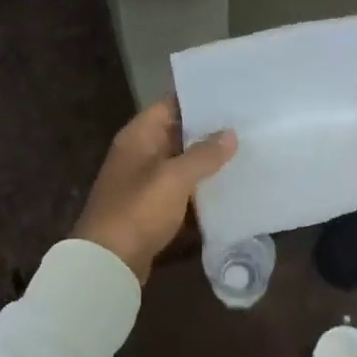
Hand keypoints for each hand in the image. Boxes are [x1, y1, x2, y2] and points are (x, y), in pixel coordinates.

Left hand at [72, 100, 236, 283]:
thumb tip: (230, 134)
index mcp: (138, 135)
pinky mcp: (151, 206)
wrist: (109, 261)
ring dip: (206, 159)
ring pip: (181, 161)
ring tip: (245, 149)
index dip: (199, 98)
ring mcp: (144, 180)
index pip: (170, 104)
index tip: (232, 95)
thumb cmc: (138, 210)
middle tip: (247, 123)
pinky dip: (199, 186)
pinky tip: (228, 185)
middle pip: (177, 132)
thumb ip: (203, 154)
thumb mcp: (174, 178)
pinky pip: (180, 187)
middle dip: (208, 129)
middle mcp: (139, 152)